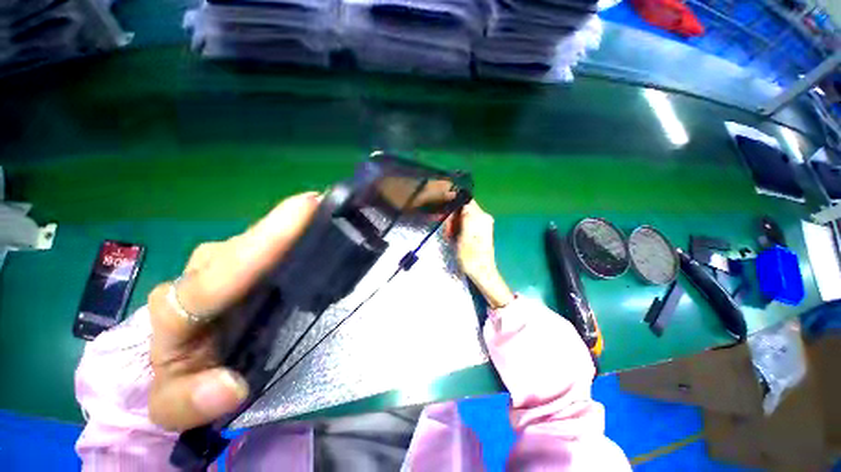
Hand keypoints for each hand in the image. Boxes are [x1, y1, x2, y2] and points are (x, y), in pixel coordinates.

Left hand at [146, 192, 319, 430]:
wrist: (191, 360)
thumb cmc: (185, 379)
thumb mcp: (175, 404)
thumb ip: (188, 401)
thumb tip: (230, 386)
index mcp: (178, 307)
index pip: (220, 276)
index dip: (264, 244)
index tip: (304, 211)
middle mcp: (202, 274)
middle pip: (247, 246)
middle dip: (286, 225)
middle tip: (326, 207)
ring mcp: (229, 263)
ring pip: (261, 240)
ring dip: (295, 227)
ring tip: (327, 213)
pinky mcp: (249, 263)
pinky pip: (273, 244)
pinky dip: (296, 234)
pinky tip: (317, 224)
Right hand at [445, 201, 513, 308]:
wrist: (481, 272)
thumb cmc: (471, 257)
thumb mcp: (464, 238)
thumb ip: (464, 218)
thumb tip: (463, 203)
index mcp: (481, 217)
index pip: (464, 202)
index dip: (453, 208)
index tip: (446, 219)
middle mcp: (483, 217)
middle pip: (463, 209)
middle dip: (452, 218)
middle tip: (447, 232)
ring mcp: (482, 223)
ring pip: (462, 216)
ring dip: (454, 225)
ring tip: (450, 237)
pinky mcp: (480, 230)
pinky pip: (465, 223)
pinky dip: (458, 229)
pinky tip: (455, 238)